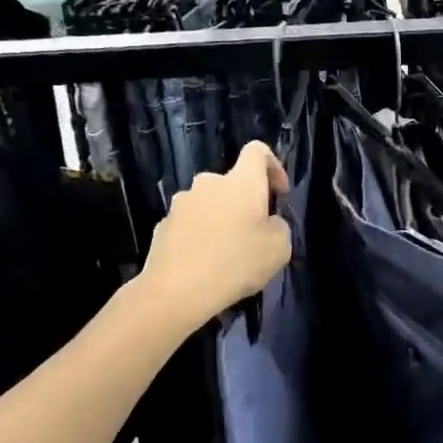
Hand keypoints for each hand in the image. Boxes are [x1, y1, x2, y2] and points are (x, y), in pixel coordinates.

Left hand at [141, 142, 291, 324]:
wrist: (176, 291)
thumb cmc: (236, 263)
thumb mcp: (279, 248)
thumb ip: (278, 226)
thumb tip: (267, 222)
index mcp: (241, 182)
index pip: (258, 151)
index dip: (273, 166)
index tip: (279, 194)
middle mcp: (209, 183)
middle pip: (232, 182)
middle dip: (245, 202)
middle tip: (253, 234)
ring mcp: (182, 203)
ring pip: (209, 203)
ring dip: (220, 219)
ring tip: (226, 253)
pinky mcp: (163, 225)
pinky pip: (190, 224)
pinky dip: (200, 236)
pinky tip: (203, 264)